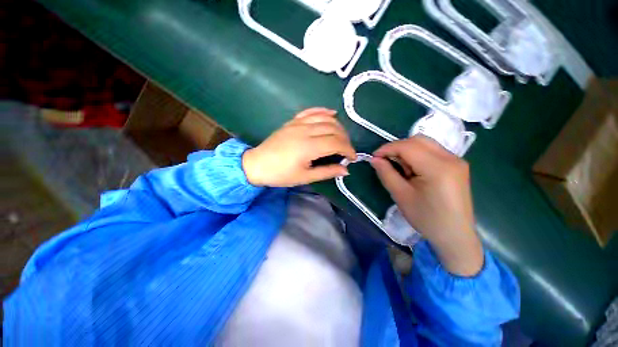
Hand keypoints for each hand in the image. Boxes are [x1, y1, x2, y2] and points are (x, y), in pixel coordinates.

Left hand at [242, 108, 355, 186]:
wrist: (257, 164)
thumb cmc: (280, 174)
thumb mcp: (305, 177)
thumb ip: (327, 172)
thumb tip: (346, 170)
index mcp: (309, 147)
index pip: (336, 143)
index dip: (348, 149)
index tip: (352, 158)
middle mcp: (305, 131)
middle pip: (333, 129)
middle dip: (345, 139)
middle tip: (347, 150)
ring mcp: (298, 123)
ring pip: (325, 118)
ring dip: (338, 126)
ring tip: (342, 137)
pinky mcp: (293, 121)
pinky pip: (311, 111)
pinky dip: (323, 111)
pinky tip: (332, 113)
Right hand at [371, 136, 482, 275]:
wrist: (455, 235)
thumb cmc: (426, 218)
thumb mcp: (401, 196)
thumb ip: (386, 173)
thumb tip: (375, 159)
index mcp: (437, 168)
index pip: (408, 146)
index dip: (387, 148)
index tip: (374, 157)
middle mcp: (451, 158)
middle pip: (418, 140)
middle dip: (397, 147)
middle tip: (385, 161)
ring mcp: (456, 160)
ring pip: (425, 143)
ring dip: (407, 151)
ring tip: (399, 167)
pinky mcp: (456, 165)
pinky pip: (432, 151)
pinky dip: (417, 155)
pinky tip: (412, 170)